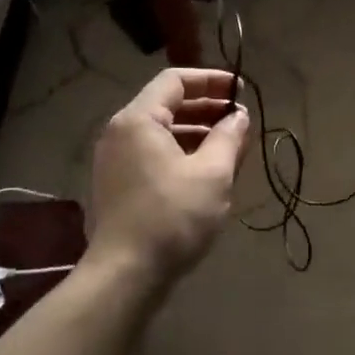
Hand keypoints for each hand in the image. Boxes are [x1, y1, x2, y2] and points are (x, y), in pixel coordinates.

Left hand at [87, 68, 248, 281]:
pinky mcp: (116, 185)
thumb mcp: (212, 175)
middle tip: (239, 118)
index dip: (211, 80)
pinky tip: (205, 170)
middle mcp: (119, 132)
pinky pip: (152, 154)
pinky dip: (180, 152)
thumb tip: (239, 116)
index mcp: (138, 120)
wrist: (125, 274)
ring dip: (196, 132)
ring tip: (229, 145)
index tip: (240, 90)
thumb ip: (228, 138)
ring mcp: (114, 160)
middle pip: (166, 104)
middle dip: (206, 107)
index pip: (174, 80)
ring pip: (160, 132)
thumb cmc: (172, 217)